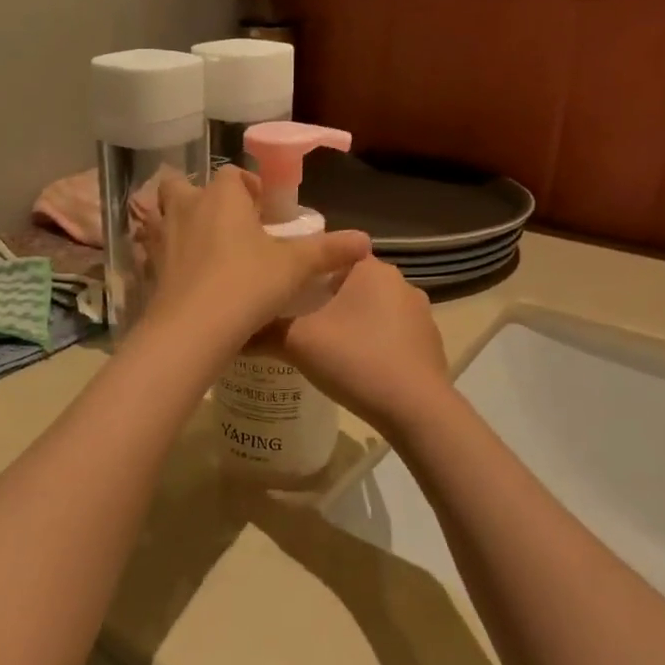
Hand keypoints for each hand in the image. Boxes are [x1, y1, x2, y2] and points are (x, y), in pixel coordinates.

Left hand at [139, 166, 370, 360]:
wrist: (192, 329)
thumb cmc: (246, 285)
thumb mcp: (294, 268)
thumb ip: (328, 251)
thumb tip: (366, 240)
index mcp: (221, 196)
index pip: (233, 175)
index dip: (249, 190)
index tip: (265, 215)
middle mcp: (185, 207)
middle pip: (183, 186)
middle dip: (201, 198)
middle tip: (227, 226)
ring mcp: (160, 236)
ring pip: (158, 213)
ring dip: (175, 221)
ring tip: (199, 246)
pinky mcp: (146, 266)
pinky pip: (150, 248)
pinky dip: (162, 253)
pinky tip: (181, 274)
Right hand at [269, 258, 450, 435]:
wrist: (415, 410)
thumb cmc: (355, 360)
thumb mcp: (297, 342)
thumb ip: (264, 331)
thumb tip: (235, 331)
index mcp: (372, 269)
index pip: (333, 254)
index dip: (307, 270)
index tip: (285, 290)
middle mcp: (401, 283)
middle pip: (352, 283)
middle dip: (326, 299)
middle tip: (296, 321)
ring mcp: (420, 314)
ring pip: (373, 310)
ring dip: (351, 323)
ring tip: (322, 347)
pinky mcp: (429, 344)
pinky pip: (391, 335)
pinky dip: (372, 344)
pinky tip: (355, 367)